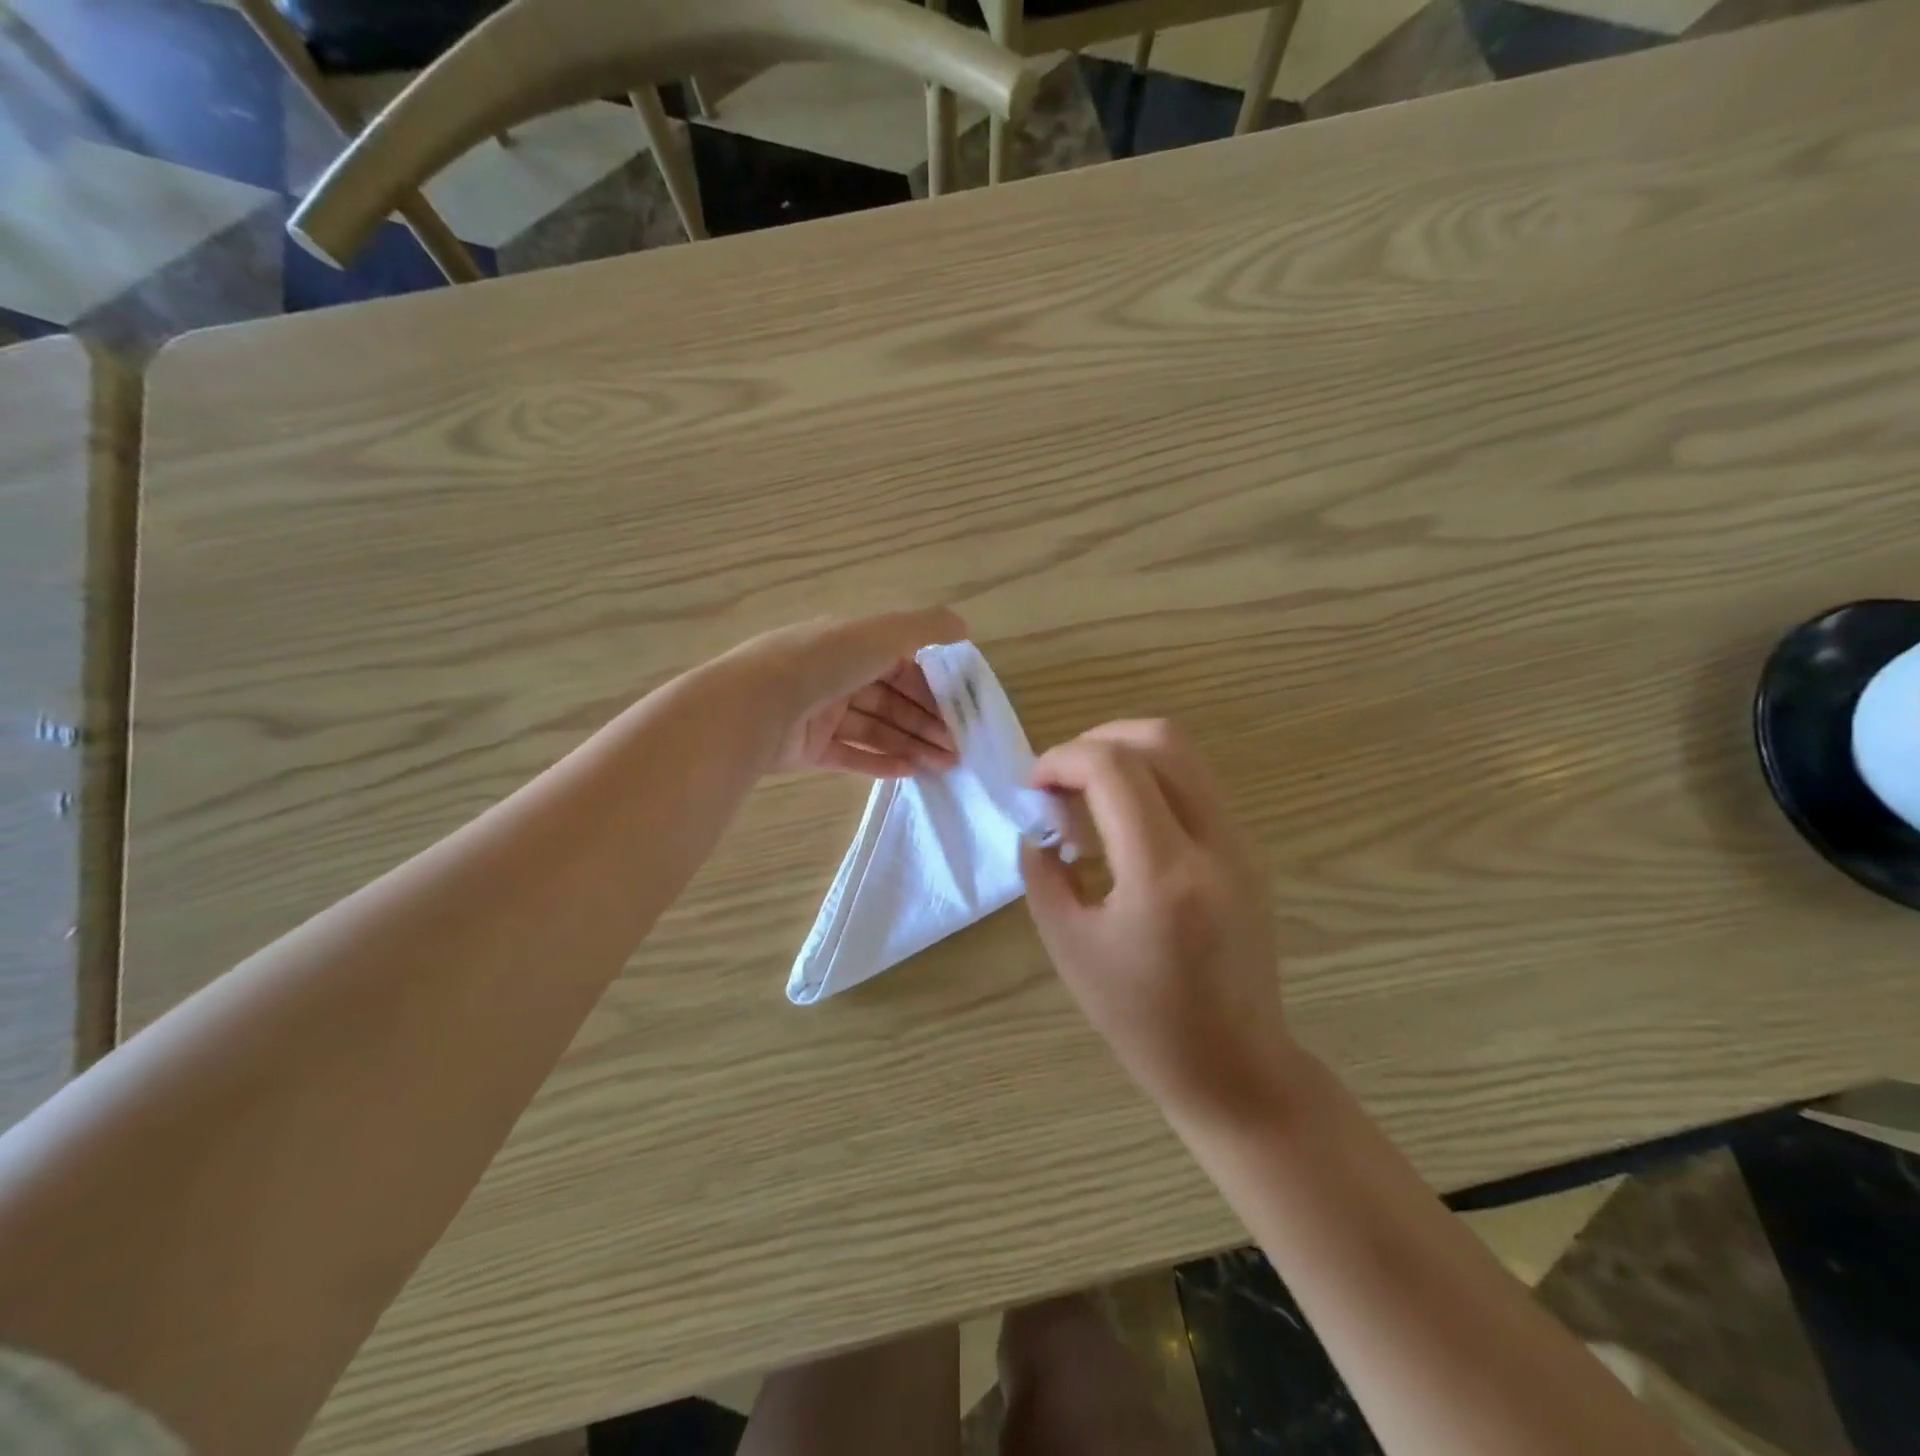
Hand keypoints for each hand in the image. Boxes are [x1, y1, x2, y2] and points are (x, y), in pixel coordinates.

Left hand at [731, 608, 965, 777]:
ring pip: (875, 729)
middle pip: (891, 700)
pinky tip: (910, 772)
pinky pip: (850, 755)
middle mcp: (834, 675)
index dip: (931, 687)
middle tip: (958, 748)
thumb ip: (925, 628)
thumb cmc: (823, 662)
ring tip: (943, 765)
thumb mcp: (880, 634)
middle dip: (926, 722)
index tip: (958, 710)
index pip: (900, 665)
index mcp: (849, 644)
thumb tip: (964, 625)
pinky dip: (879, 763)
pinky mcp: (807, 749)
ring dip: (911, 744)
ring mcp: (819, 714)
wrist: (753, 706)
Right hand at [1020, 721, 1294, 1123]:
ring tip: (1086, 797)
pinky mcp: (1248, 851)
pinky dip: (1151, 780)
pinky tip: (1122, 824)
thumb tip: (1038, 824)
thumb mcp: (1069, 946)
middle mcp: (1214, 843)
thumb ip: (1043, 872)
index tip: (1034, 787)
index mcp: (1164, 874)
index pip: (1113, 768)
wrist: (1234, 1066)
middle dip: (1097, 740)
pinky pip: (1196, 785)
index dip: (1063, 759)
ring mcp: (1241, 843)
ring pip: (1184, 755)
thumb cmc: (1142, 1019)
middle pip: (1160, 739)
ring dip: (1126, 756)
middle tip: (1060, 778)